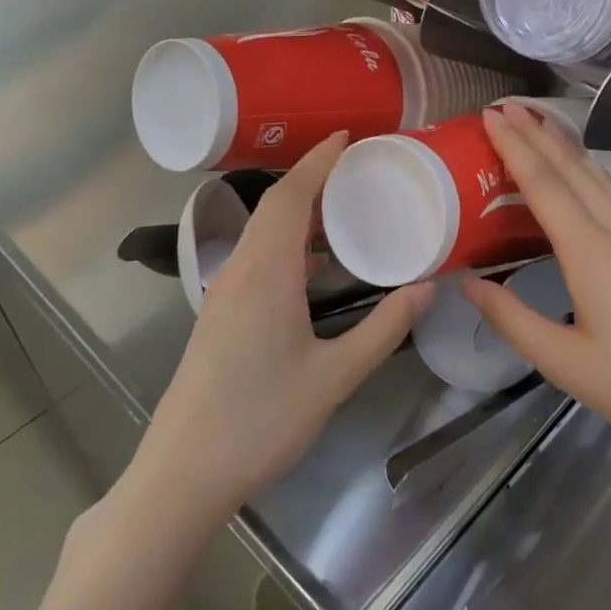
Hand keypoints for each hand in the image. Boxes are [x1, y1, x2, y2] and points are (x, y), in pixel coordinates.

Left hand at [137, 133, 431, 518]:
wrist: (183, 473)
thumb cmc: (261, 421)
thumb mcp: (334, 377)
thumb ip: (383, 328)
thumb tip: (427, 287)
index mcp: (266, 274)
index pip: (291, 197)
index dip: (318, 161)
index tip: (348, 136)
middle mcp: (239, 272)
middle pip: (274, 207)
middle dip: (313, 178)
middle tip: (358, 166)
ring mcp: (224, 294)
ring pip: (263, 233)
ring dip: (299, 211)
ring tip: (344, 207)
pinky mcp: (220, 315)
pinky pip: (257, 258)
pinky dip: (288, 244)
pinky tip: (316, 266)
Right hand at [464, 102, 610, 464]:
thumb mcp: (564, 363)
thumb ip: (512, 320)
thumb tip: (470, 284)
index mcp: (592, 255)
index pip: (547, 186)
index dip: (516, 147)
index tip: (491, 116)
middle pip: (574, 169)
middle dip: (537, 133)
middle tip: (504, 106)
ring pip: (599, 176)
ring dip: (565, 145)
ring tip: (537, 123)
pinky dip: (587, 169)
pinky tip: (581, 171)